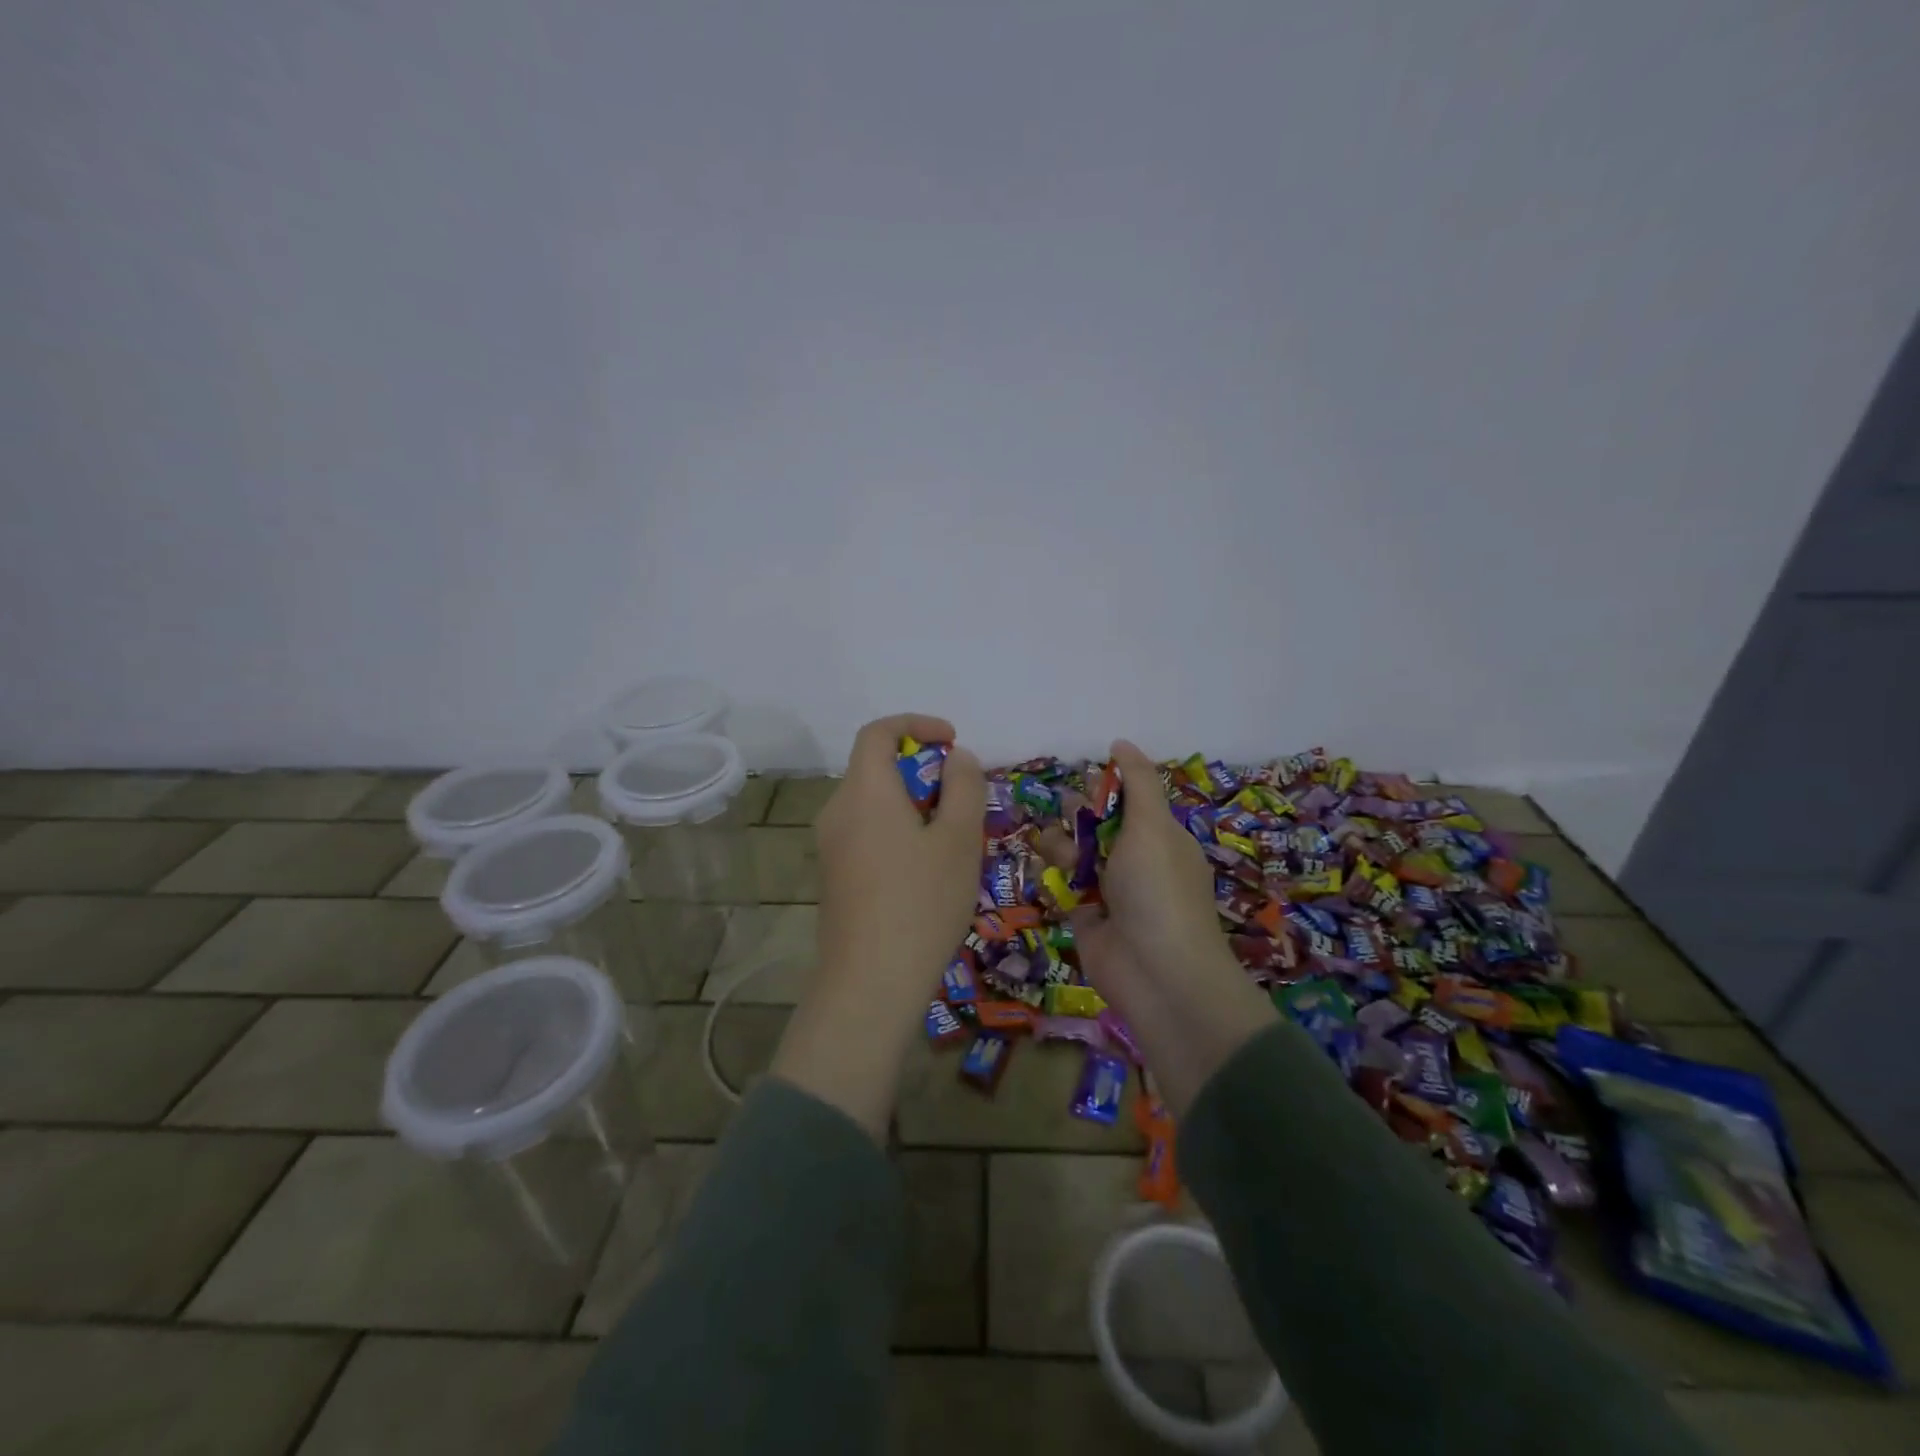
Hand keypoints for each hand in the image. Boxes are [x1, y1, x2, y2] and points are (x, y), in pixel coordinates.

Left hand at [772, 712, 985, 1139]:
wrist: (870, 983)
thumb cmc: (922, 902)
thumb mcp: (959, 839)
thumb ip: (963, 787)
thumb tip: (956, 758)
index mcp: (864, 790)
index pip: (878, 732)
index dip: (917, 724)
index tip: (953, 741)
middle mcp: (837, 809)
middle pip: (876, 767)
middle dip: (923, 770)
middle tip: (963, 800)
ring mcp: (830, 845)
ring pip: (874, 802)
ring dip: (913, 803)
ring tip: (953, 839)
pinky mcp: (833, 875)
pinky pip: (867, 831)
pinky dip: (897, 829)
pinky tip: (926, 870)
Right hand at [1042, 739, 1272, 1114]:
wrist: (1157, 973)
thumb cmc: (1158, 890)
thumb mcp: (1152, 825)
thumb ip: (1136, 781)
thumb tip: (1120, 742)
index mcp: (1160, 838)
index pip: (1130, 802)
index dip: (1106, 789)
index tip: (1083, 778)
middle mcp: (1137, 863)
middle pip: (1100, 827)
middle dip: (1078, 815)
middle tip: (1059, 811)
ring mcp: (1112, 892)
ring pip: (1079, 855)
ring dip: (1060, 844)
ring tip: (1046, 841)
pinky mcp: (1087, 918)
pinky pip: (1065, 886)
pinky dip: (1052, 875)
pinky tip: (1039, 865)